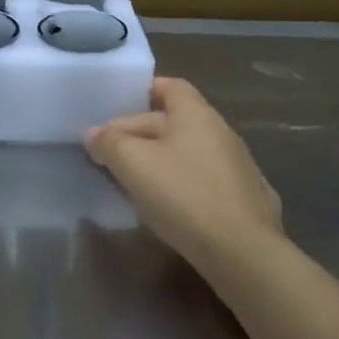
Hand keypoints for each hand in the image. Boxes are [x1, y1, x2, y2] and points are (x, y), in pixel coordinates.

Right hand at [85, 78, 282, 269]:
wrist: (242, 252)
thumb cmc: (183, 195)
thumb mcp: (133, 164)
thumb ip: (109, 143)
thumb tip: (93, 133)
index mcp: (196, 113)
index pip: (169, 86)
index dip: (141, 92)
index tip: (115, 111)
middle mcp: (221, 130)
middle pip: (174, 120)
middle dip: (140, 133)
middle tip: (110, 156)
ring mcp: (237, 165)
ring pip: (188, 151)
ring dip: (160, 160)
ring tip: (133, 182)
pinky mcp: (245, 198)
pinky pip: (204, 178)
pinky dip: (183, 183)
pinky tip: (168, 205)